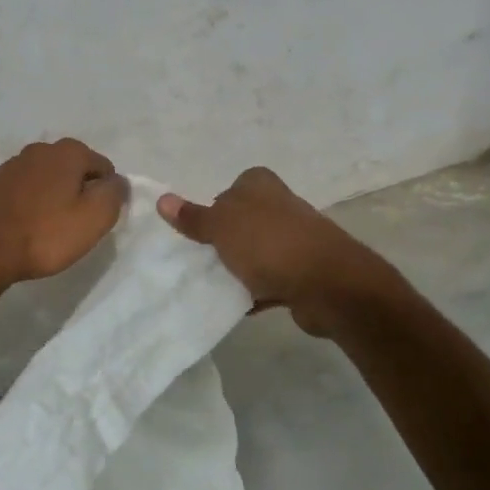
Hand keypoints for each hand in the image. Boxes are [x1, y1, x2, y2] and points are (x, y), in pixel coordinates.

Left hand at [0, 138, 126, 290]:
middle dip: (79, 191)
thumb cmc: (47, 235)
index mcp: (68, 152)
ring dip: (53, 195)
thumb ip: (114, 193)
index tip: (95, 218)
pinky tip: (27, 224)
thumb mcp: (95, 218)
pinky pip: (23, 189)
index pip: (103, 167)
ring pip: (47, 177)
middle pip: (73, 169)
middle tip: (75, 224)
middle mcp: (39, 149)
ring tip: (50, 226)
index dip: (105, 193)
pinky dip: (30, 201)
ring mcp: (12, 165)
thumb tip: (117, 181)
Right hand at [158, 167, 380, 336]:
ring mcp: (295, 238)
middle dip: (223, 241)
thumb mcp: (221, 227)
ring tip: (214, 285)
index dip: (212, 209)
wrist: (327, 285)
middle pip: (242, 221)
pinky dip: (256, 291)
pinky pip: (271, 280)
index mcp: (260, 184)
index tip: (197, 232)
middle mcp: (280, 205)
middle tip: (198, 260)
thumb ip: (193, 216)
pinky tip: (238, 305)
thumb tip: (162, 199)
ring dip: (239, 268)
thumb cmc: (268, 244)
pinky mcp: (304, 271)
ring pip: (256, 251)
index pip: (230, 188)